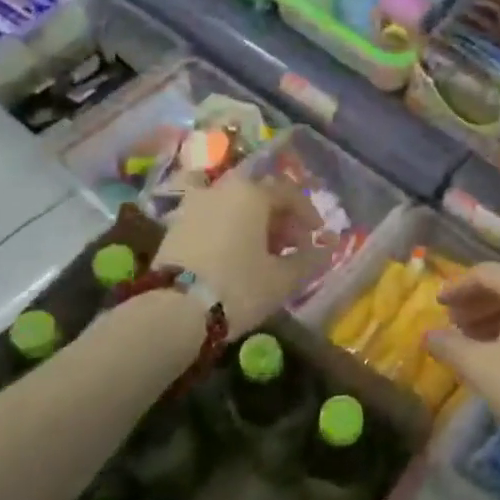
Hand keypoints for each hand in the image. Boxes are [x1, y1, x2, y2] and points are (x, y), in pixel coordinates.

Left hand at [155, 174, 329, 336]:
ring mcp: (193, 204)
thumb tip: (325, 250)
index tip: (317, 235)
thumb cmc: (238, 287)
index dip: (307, 213)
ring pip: (231, 204)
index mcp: (251, 193)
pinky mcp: (173, 226)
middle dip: (279, 217)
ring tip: (260, 250)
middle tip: (290, 245)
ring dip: (250, 221)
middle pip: (258, 195)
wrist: (174, 310)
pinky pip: (209, 217)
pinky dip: (225, 227)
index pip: (288, 193)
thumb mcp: (283, 278)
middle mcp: (221, 189)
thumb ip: (309, 260)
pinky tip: (231, 252)